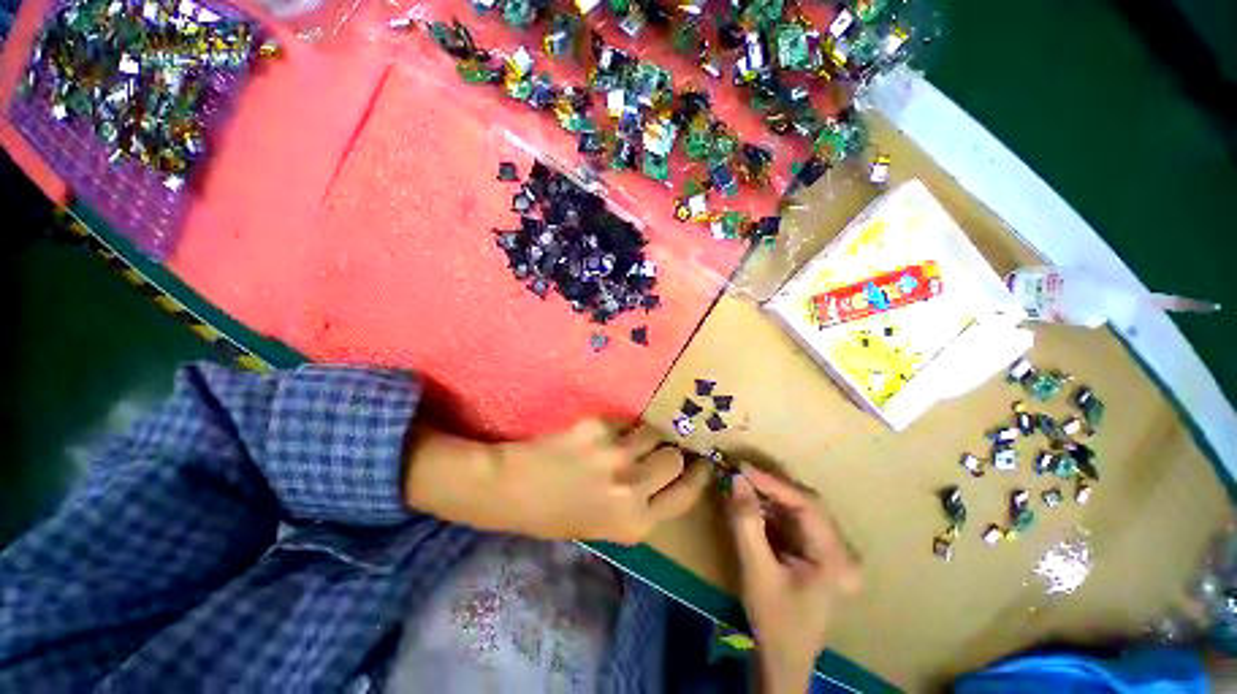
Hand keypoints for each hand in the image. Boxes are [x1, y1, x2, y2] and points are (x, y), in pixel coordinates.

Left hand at [404, 419, 710, 543]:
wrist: (512, 490)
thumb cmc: (556, 516)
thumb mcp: (604, 527)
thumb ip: (639, 507)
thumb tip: (665, 476)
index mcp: (634, 523)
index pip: (685, 495)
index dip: (698, 477)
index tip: (703, 462)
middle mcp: (631, 489)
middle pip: (674, 458)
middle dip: (671, 453)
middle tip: (662, 449)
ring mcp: (615, 454)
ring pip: (653, 433)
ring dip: (648, 435)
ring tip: (632, 438)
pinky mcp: (598, 428)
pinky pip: (625, 422)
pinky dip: (621, 427)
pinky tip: (601, 435)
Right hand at [725, 465, 860, 693]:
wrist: (781, 659)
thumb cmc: (773, 620)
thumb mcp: (756, 570)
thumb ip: (746, 522)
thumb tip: (735, 479)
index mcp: (835, 557)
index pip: (807, 505)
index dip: (773, 483)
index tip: (742, 468)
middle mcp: (838, 548)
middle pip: (803, 503)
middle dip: (769, 486)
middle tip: (738, 472)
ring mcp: (827, 549)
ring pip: (795, 508)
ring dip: (767, 495)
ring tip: (739, 482)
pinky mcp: (811, 551)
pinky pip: (789, 519)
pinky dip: (767, 508)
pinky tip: (749, 501)